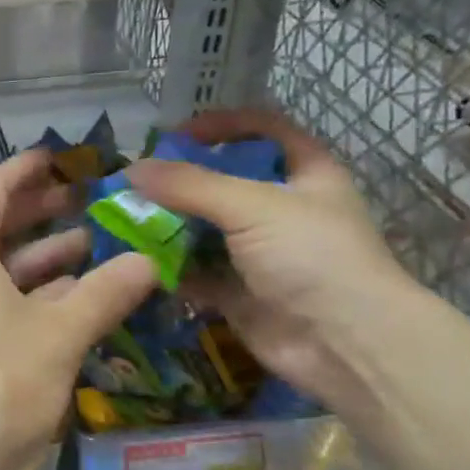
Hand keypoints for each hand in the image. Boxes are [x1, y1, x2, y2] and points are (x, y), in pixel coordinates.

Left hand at [0, 150, 156, 469]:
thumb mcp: (60, 335)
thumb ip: (105, 294)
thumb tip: (148, 260)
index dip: (21, 170)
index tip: (53, 157)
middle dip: (36, 212)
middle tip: (80, 200)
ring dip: (41, 258)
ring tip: (90, 246)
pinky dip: (32, 296)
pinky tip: (72, 302)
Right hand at [128, 109, 421, 422]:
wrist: (345, 344)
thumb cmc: (312, 255)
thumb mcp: (252, 206)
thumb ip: (190, 185)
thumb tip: (131, 169)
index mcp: (305, 174)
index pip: (264, 130)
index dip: (223, 125)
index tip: (177, 134)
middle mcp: (282, 210)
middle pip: (224, 181)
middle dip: (180, 180)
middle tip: (136, 181)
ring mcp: (260, 253)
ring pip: (205, 228)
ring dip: (168, 223)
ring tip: (125, 217)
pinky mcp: (240, 292)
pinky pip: (196, 271)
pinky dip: (169, 266)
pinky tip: (137, 259)